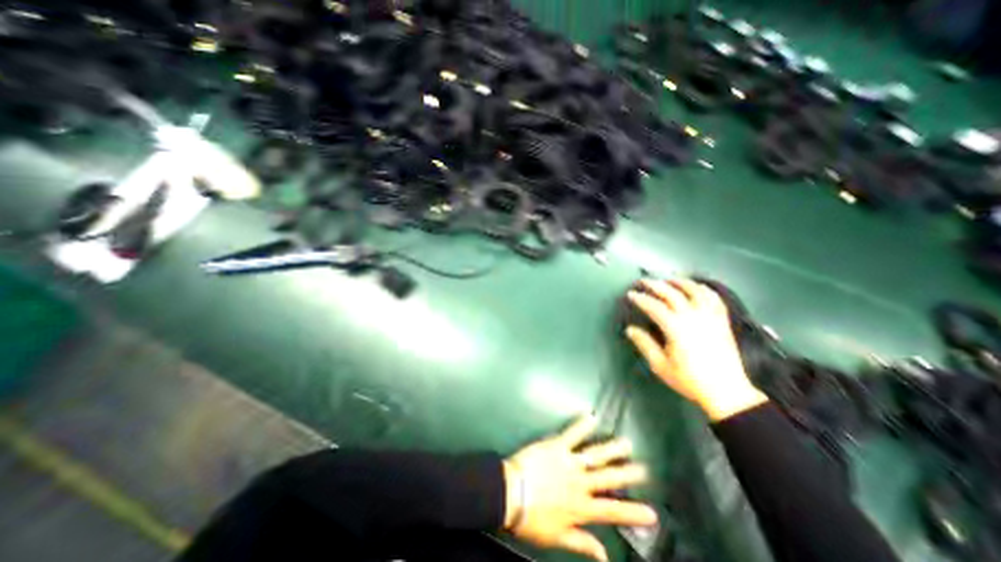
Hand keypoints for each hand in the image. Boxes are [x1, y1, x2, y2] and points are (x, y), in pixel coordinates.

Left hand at [505, 417, 662, 561]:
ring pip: (595, 455)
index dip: (633, 513)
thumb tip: (604, 555)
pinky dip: (581, 426)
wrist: (511, 494)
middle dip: (627, 473)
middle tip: (643, 468)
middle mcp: (580, 483)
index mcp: (581, 508)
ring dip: (612, 449)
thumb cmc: (532, 518)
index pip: (612, 511)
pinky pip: (572, 434)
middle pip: (608, 478)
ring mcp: (569, 462)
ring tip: (626, 443)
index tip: (652, 513)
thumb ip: (581, 543)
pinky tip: (591, 417)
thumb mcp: (557, 537)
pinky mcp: (557, 446)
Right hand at [623, 276, 767, 422]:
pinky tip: (697, 287)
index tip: (631, 294)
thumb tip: (630, 330)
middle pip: (672, 294)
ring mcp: (710, 317)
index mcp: (676, 328)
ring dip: (679, 282)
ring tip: (668, 280)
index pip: (654, 306)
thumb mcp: (660, 365)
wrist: (726, 392)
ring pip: (695, 291)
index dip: (640, 299)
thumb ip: (644, 344)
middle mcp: (693, 317)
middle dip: (655, 285)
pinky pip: (713, 298)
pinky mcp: (722, 320)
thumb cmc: (689, 379)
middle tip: (643, 281)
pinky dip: (703, 289)